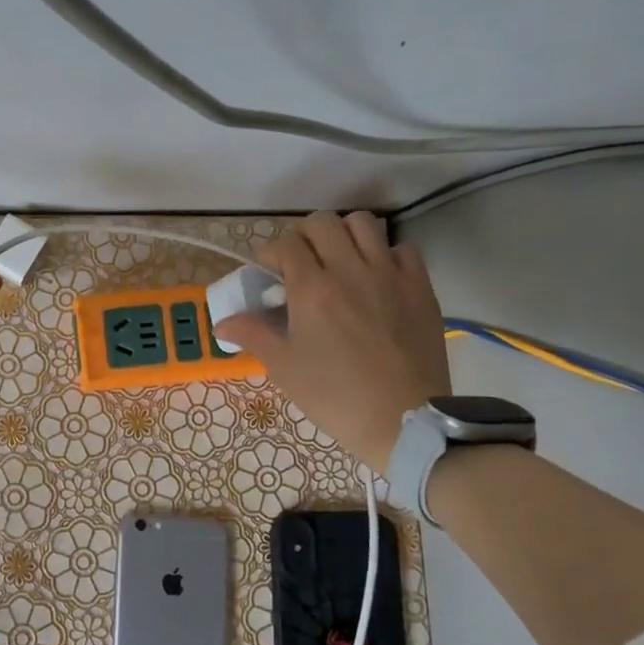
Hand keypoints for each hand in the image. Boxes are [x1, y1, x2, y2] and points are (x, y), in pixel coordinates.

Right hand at [216, 212, 448, 472]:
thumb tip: (223, 323)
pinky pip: (402, 249)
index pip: (285, 244)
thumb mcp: (284, 368)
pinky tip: (377, 276)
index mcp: (312, 289)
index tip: (266, 270)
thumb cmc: (335, 396)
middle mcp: (349, 270)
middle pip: (322, 223)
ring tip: (338, 258)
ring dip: (344, 234)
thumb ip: (253, 335)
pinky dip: (385, 254)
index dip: (270, 252)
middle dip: (303, 235)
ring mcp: (389, 275)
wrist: (404, 421)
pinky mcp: (420, 287)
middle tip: (300, 261)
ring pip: (363, 223)